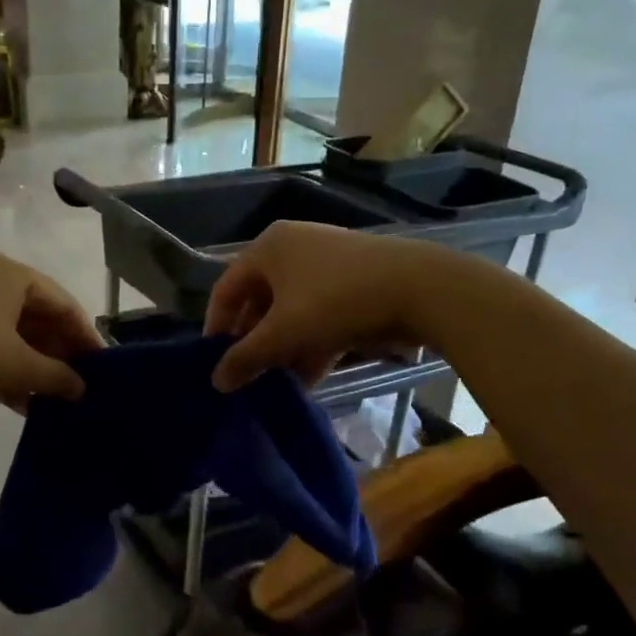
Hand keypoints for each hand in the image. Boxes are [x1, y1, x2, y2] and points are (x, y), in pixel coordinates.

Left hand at [0, 253, 103, 409]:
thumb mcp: (14, 364)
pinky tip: (23, 405)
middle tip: (80, 390)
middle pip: (39, 320)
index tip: (103, 370)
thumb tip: (82, 390)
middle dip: (59, 356)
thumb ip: (55, 377)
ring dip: (34, 369)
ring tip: (56, 402)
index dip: (86, 338)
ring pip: (14, 338)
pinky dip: (7, 373)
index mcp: (14, 276)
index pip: (65, 304)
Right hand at [204, 223, 437, 391]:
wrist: (420, 288)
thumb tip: (216, 382)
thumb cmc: (336, 301)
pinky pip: (318, 315)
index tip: (215, 363)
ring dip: (282, 349)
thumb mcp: (285, 333)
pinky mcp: (352, 283)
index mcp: (268, 249)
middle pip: (259, 302)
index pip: (226, 289)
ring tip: (276, 386)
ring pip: (291, 312)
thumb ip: (246, 358)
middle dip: (254, 343)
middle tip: (248, 377)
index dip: (216, 327)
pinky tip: (308, 380)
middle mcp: (292, 249)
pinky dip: (310, 344)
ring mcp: (325, 265)